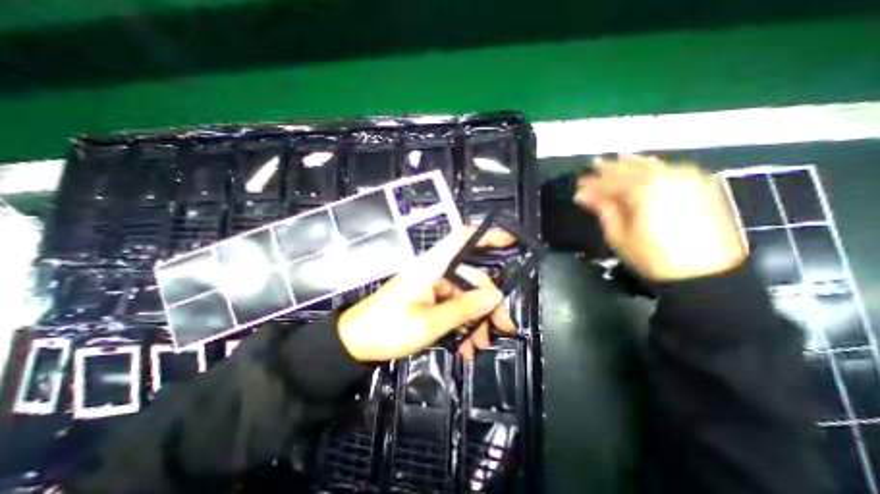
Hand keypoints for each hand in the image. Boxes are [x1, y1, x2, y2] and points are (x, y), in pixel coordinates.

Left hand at [337, 227, 516, 362]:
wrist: (356, 343)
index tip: (510, 241)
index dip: (486, 235)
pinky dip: (462, 324)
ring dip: (475, 320)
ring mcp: (432, 286)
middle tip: (502, 328)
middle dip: (488, 304)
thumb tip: (495, 296)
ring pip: (465, 297)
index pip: (461, 239)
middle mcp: (434, 271)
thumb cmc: (388, 329)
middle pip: (472, 277)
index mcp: (431, 267)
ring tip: (478, 345)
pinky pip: (453, 307)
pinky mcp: (429, 299)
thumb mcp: (430, 323)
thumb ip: (464, 309)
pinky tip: (465, 346)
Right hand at [574, 157, 744, 282]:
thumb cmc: (653, 256)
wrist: (705, 272)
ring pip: (650, 164)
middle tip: (592, 168)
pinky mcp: (699, 184)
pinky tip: (643, 168)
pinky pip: (668, 169)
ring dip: (630, 163)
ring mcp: (686, 178)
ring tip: (614, 161)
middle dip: (608, 169)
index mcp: (642, 190)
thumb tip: (583, 195)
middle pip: (629, 168)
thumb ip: (602, 209)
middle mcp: (665, 177)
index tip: (578, 186)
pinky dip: (651, 167)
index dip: (591, 184)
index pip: (610, 182)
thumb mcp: (619, 235)